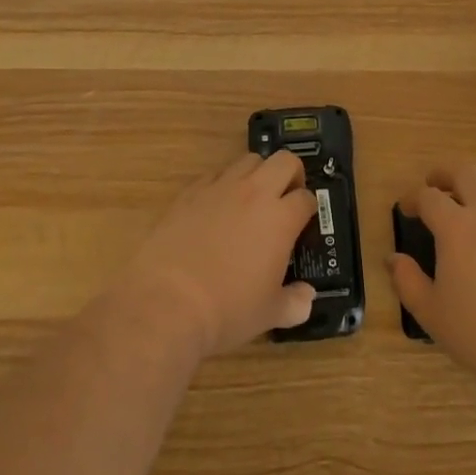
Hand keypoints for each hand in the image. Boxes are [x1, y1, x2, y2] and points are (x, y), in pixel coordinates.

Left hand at [114, 151, 319, 358]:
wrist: (167, 302)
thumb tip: (307, 298)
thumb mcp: (269, 314)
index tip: (304, 221)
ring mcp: (220, 188)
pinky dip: (223, 184)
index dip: (309, 208)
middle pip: (284, 161)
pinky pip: (215, 175)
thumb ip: (295, 303)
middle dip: (292, 174)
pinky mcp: (191, 192)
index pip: (306, 198)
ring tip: (252, 198)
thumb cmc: (227, 310)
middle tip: (286, 197)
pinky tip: (217, 207)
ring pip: (248, 160)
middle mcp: (255, 193)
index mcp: (281, 219)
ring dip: (257, 174)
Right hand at [389, 165, 475, 390]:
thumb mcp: (433, 314)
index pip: (429, 197)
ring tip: (468, 213)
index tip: (406, 208)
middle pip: (466, 173)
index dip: (413, 198)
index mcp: (457, 227)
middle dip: (446, 174)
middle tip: (435, 184)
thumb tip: (394, 260)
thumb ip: (408, 282)